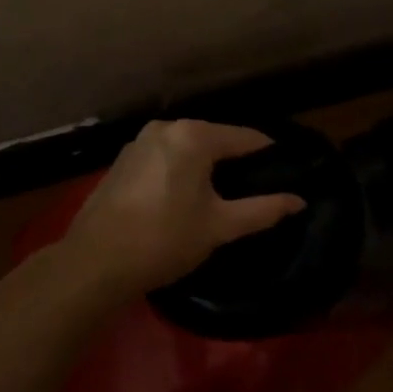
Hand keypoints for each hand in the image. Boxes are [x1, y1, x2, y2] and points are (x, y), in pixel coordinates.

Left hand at [64, 120, 306, 294]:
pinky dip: (180, 169)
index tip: (286, 169)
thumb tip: (299, 201)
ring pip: (187, 148)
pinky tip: (185, 195)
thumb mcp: (219, 226)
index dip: (269, 153)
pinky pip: (164, 157)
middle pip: (215, 138)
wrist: (94, 263)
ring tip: (225, 192)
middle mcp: (166, 127)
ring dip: (206, 165)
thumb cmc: (164, 239)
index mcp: (193, 136)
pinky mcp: (122, 161)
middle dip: (236, 159)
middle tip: (257, 185)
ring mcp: (139, 142)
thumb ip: (263, 210)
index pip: (245, 137)